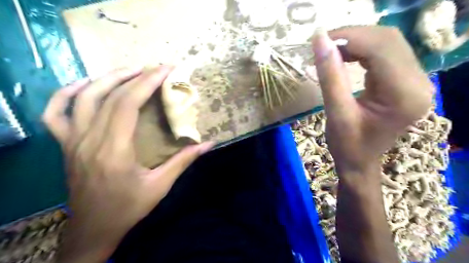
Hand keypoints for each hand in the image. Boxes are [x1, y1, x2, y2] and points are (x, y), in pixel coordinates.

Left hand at [42, 66, 213, 262]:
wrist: (93, 229)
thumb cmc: (128, 207)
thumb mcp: (161, 186)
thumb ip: (184, 161)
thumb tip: (209, 144)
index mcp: (114, 150)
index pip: (128, 103)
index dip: (147, 82)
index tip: (166, 69)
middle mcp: (89, 140)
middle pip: (109, 96)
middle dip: (136, 76)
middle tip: (156, 68)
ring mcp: (72, 141)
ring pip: (83, 97)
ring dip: (108, 78)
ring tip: (131, 71)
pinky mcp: (65, 145)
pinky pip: (55, 112)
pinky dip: (67, 93)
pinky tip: (86, 85)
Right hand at [308, 26, 431, 174]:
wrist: (359, 161)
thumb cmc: (346, 144)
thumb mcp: (335, 112)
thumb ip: (330, 75)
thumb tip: (320, 40)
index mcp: (404, 95)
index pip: (381, 48)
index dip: (350, 37)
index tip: (320, 39)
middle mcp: (419, 83)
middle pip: (388, 40)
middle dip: (352, 36)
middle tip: (323, 44)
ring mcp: (416, 81)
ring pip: (388, 43)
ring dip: (357, 41)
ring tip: (331, 50)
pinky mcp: (406, 81)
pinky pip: (386, 53)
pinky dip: (363, 50)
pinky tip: (345, 56)